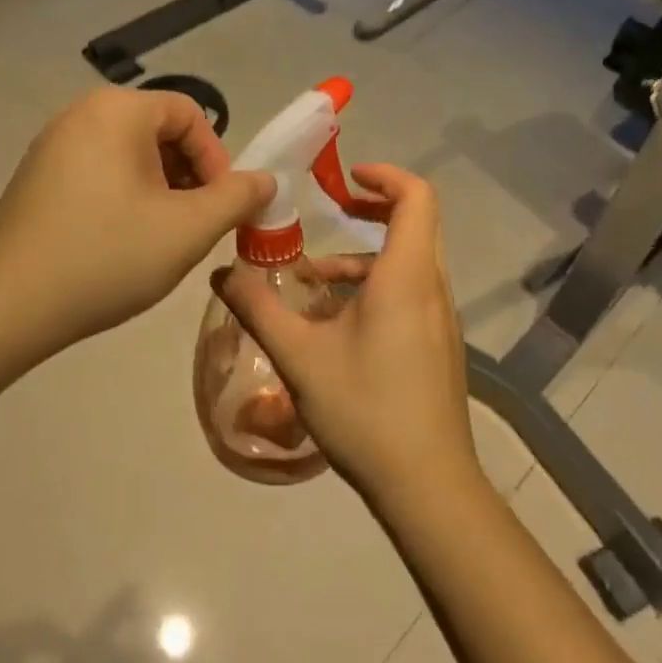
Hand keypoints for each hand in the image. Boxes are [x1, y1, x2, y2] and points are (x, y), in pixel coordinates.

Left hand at [0, 88, 273, 351]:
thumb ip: (236, 198)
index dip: (217, 160)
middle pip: (157, 132)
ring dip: (158, 190)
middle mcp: (80, 113)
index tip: (220, 208)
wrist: (10, 305)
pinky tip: (119, 242)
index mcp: (117, 110)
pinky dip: (122, 196)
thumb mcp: (188, 229)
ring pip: (127, 155)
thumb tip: (265, 180)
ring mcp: (50, 144)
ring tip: (160, 238)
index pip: (190, 115)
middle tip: (193, 226)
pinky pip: (96, 171)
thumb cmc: (108, 257)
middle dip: (187, 177)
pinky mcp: (34, 176)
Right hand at [213, 164, 479, 510]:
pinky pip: (411, 293)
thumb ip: (257, 308)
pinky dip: (375, 288)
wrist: (427, 486)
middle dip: (371, 211)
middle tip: (329, 213)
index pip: (416, 198)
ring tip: (310, 283)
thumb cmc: (365, 409)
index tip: (345, 179)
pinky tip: (334, 325)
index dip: (384, 176)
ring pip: (408, 264)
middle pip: (415, 224)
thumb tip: (220, 272)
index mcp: (406, 277)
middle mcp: (432, 289)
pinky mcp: (439, 346)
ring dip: (363, 259)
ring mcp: (441, 320)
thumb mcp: (298, 357)